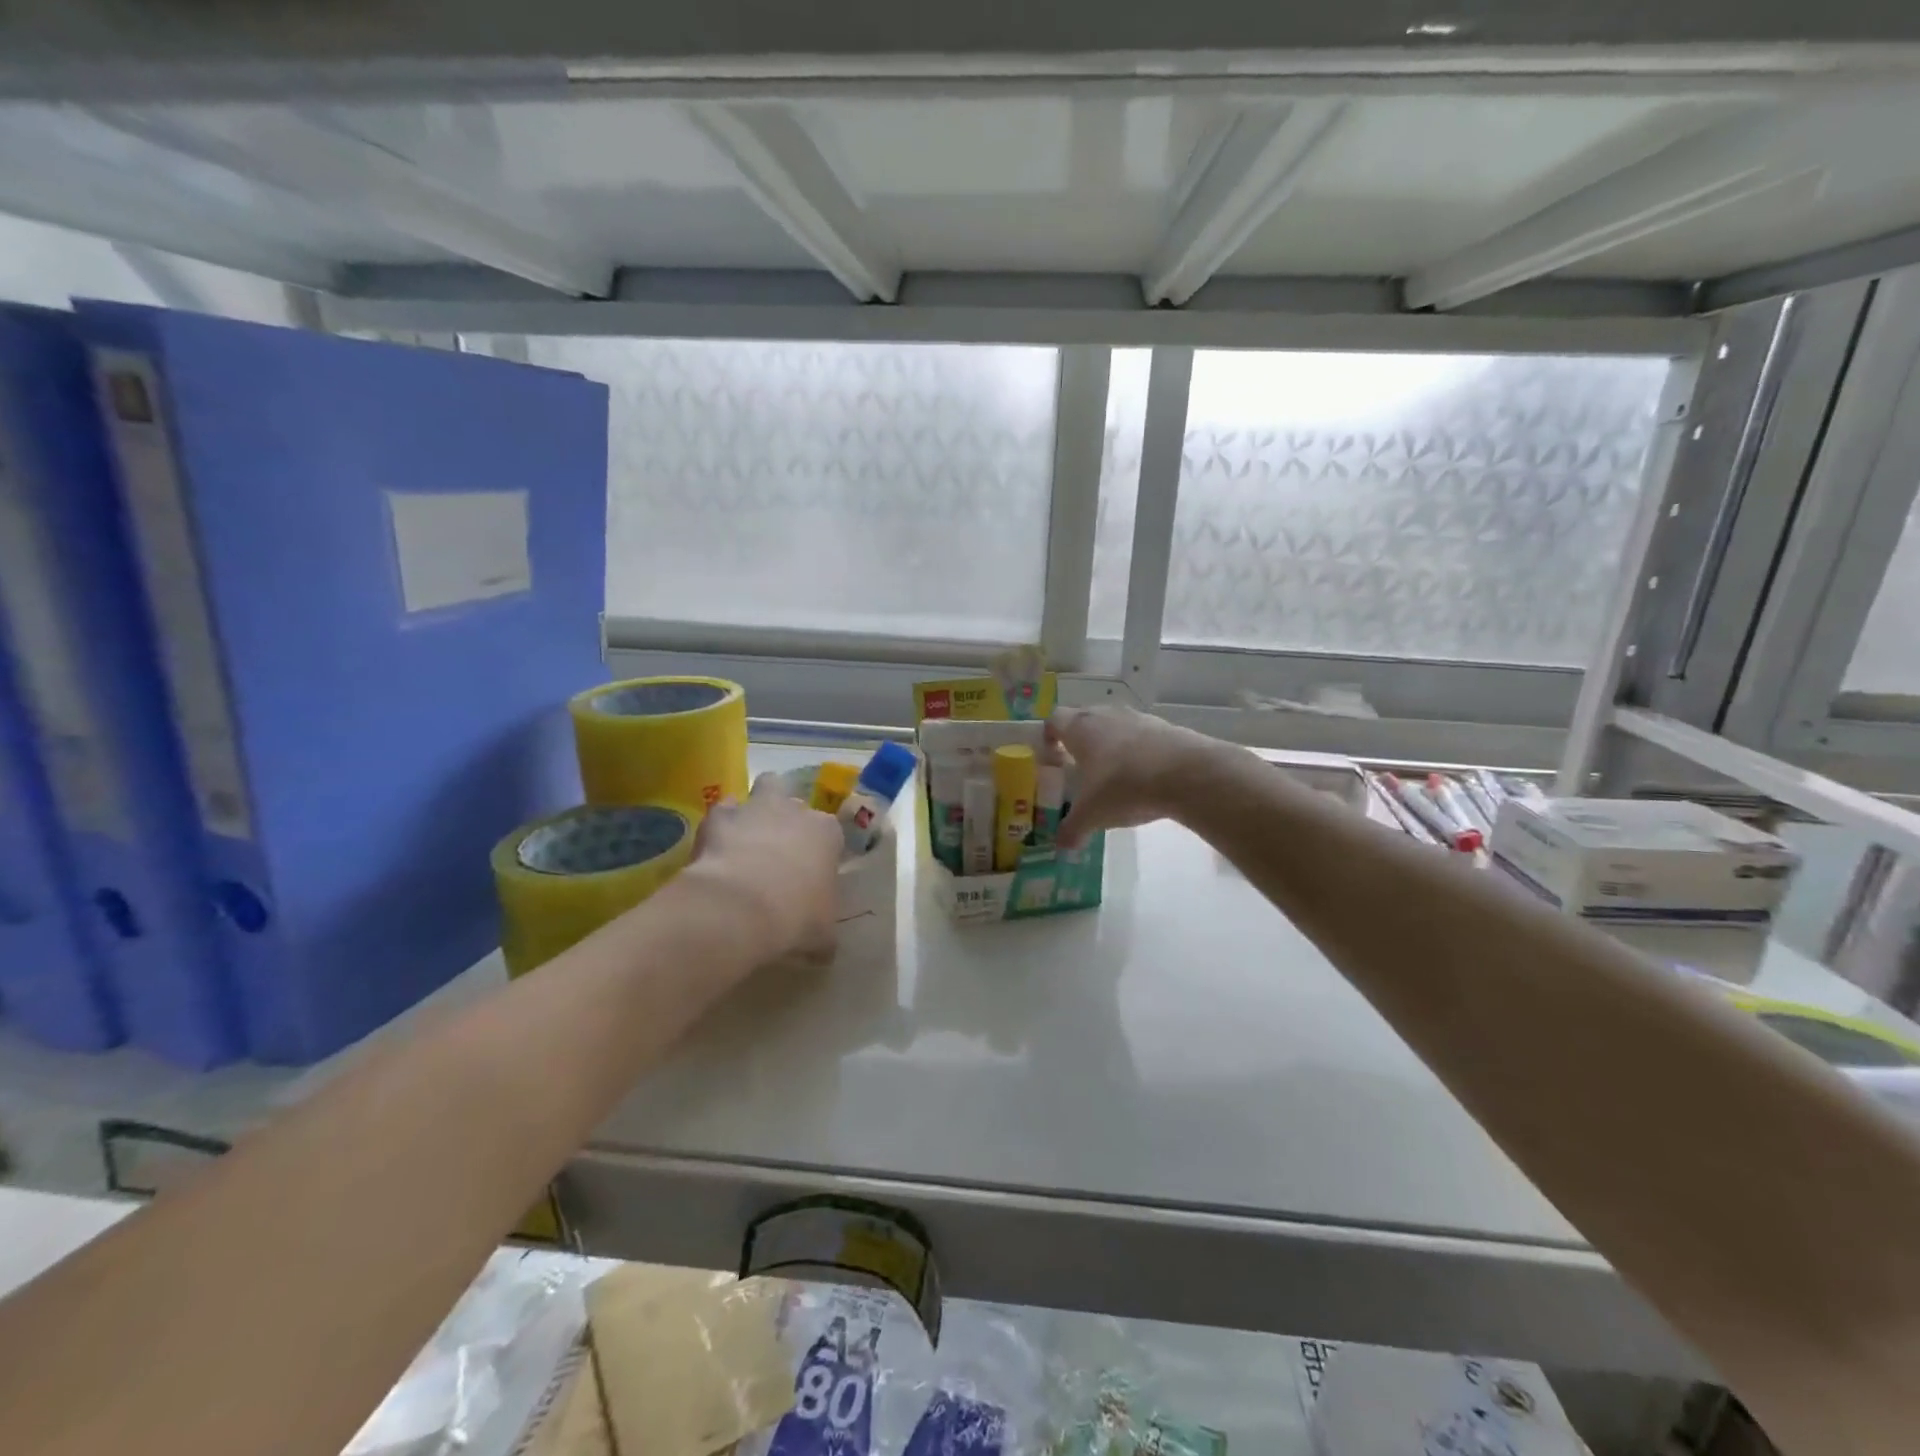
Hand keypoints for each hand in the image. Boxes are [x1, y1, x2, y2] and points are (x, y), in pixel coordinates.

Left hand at [681, 775, 842, 965]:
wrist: (740, 907)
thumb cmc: (795, 917)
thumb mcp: (822, 935)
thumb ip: (825, 935)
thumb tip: (823, 950)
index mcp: (827, 834)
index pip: (830, 832)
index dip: (820, 850)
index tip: (810, 873)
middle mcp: (795, 810)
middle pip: (796, 799)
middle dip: (788, 816)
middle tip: (778, 846)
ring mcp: (757, 808)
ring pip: (765, 786)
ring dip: (758, 807)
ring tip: (748, 836)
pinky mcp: (720, 815)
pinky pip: (724, 809)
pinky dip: (721, 824)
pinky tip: (716, 847)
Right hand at [1048, 706, 1214, 847]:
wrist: (1186, 774)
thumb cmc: (1124, 786)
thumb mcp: (1092, 815)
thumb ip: (1072, 829)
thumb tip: (1061, 845)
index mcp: (1080, 728)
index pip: (1054, 720)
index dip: (1049, 736)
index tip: (1051, 755)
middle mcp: (1105, 715)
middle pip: (1084, 718)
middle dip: (1079, 740)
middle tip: (1079, 767)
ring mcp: (1137, 718)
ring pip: (1114, 725)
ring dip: (1110, 744)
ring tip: (1113, 774)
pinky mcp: (1165, 727)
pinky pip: (1142, 736)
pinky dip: (1138, 752)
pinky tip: (1144, 778)